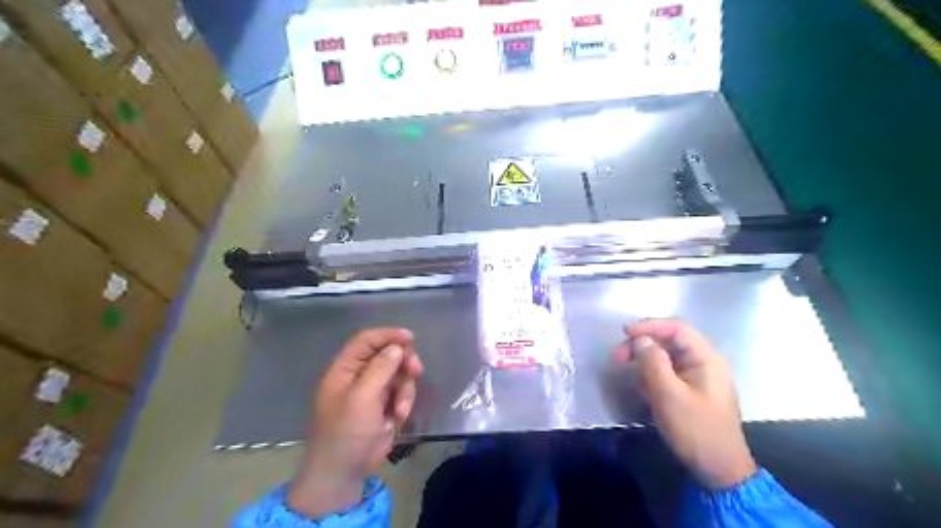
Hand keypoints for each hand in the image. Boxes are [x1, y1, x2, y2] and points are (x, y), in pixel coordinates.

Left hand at [285, 328, 421, 517]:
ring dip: (405, 388)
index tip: (410, 338)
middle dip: (403, 362)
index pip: (366, 340)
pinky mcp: (385, 406)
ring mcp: (373, 391)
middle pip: (387, 354)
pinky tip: (398, 418)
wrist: (343, 473)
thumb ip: (380, 369)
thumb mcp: (361, 398)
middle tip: (416, 369)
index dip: (387, 335)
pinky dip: (404, 402)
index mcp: (344, 369)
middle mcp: (359, 376)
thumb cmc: (345, 432)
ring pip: (399, 374)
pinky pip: (402, 393)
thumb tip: (397, 347)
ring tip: (400, 409)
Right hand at [610, 318, 755, 489]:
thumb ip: (653, 363)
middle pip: (670, 341)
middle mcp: (704, 363)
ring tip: (627, 372)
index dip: (650, 326)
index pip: (677, 328)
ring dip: (645, 360)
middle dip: (643, 345)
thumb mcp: (669, 395)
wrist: (719, 471)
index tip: (624, 333)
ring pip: (667, 357)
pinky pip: (668, 373)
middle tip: (618, 357)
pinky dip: (652, 375)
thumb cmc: (696, 430)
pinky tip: (641, 387)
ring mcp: (698, 378)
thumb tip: (640, 340)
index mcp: (706, 358)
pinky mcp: (691, 391)